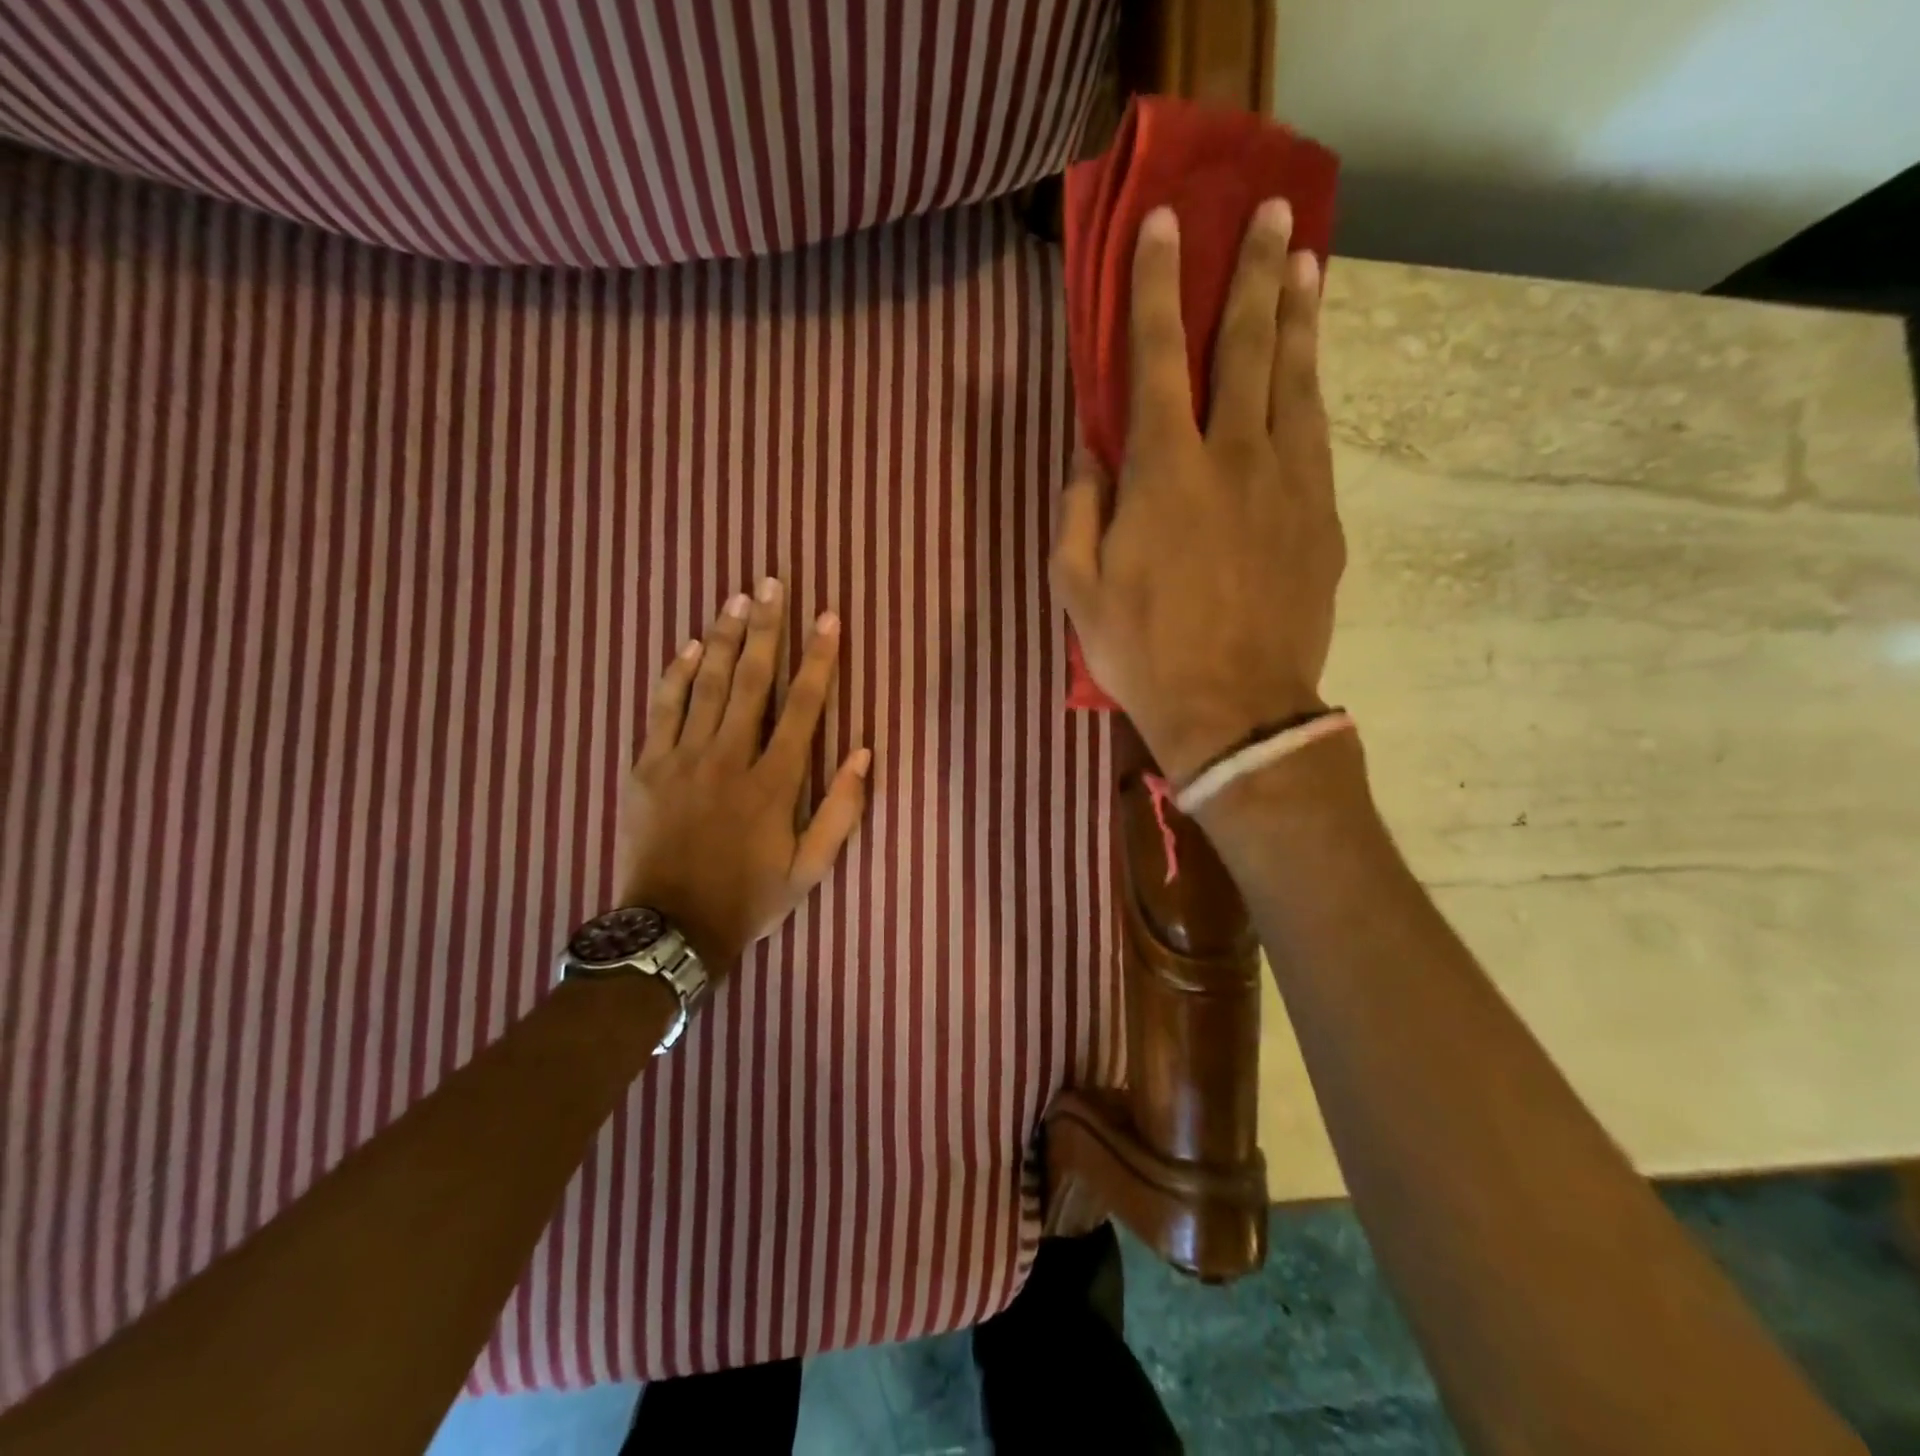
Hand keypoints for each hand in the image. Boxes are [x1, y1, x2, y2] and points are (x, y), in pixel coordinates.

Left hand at [617, 579, 870, 978]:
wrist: (670, 929)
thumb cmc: (749, 898)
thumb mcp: (810, 869)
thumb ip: (840, 811)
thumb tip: (864, 754)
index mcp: (773, 782)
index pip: (803, 707)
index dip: (818, 659)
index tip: (828, 618)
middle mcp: (729, 759)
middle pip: (750, 680)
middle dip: (765, 628)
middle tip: (772, 583)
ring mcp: (682, 760)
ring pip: (705, 685)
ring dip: (721, 638)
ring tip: (736, 599)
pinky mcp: (646, 768)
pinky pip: (661, 710)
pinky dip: (674, 676)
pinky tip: (685, 646)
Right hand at [1051, 199, 1344, 782]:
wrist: (1234, 709)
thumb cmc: (1142, 652)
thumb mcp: (1077, 589)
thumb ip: (1078, 511)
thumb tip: (1089, 454)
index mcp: (1164, 472)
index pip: (1157, 357)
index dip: (1156, 286)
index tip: (1162, 225)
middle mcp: (1233, 457)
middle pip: (1247, 346)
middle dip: (1252, 273)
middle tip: (1267, 213)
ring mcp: (1288, 484)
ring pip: (1297, 380)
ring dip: (1298, 316)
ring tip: (1304, 264)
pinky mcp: (1321, 518)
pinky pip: (1317, 436)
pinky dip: (1313, 390)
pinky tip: (1312, 371)